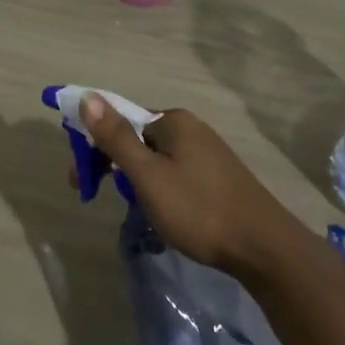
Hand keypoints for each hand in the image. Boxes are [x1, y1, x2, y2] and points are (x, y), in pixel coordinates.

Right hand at [76, 95, 312, 275]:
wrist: (263, 247)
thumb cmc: (198, 209)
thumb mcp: (148, 176)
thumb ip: (116, 138)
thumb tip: (88, 97)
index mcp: (174, 121)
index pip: (121, 122)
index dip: (95, 148)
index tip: (82, 181)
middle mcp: (192, 128)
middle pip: (139, 140)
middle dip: (116, 167)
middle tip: (103, 198)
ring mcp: (209, 153)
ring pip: (157, 160)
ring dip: (138, 182)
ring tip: (137, 212)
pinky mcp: (220, 177)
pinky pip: (177, 174)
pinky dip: (161, 190)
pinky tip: (164, 214)